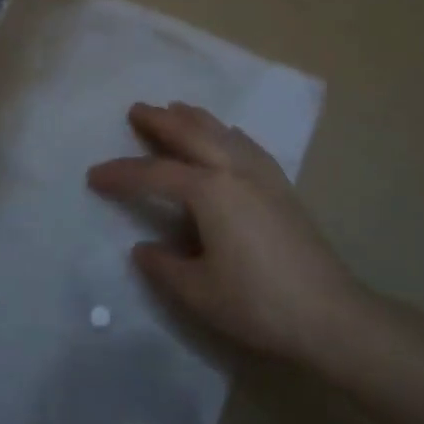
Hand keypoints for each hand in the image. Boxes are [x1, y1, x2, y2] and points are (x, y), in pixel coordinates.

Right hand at [88, 102, 364, 364]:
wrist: (330, 314)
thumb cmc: (258, 304)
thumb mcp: (198, 292)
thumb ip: (164, 266)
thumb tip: (143, 247)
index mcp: (210, 192)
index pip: (155, 174)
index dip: (122, 174)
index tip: (94, 175)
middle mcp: (234, 170)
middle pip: (191, 134)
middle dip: (161, 121)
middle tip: (137, 110)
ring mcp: (263, 175)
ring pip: (222, 133)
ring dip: (195, 118)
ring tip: (176, 108)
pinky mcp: (282, 186)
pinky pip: (247, 144)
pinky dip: (227, 132)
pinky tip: (227, 135)